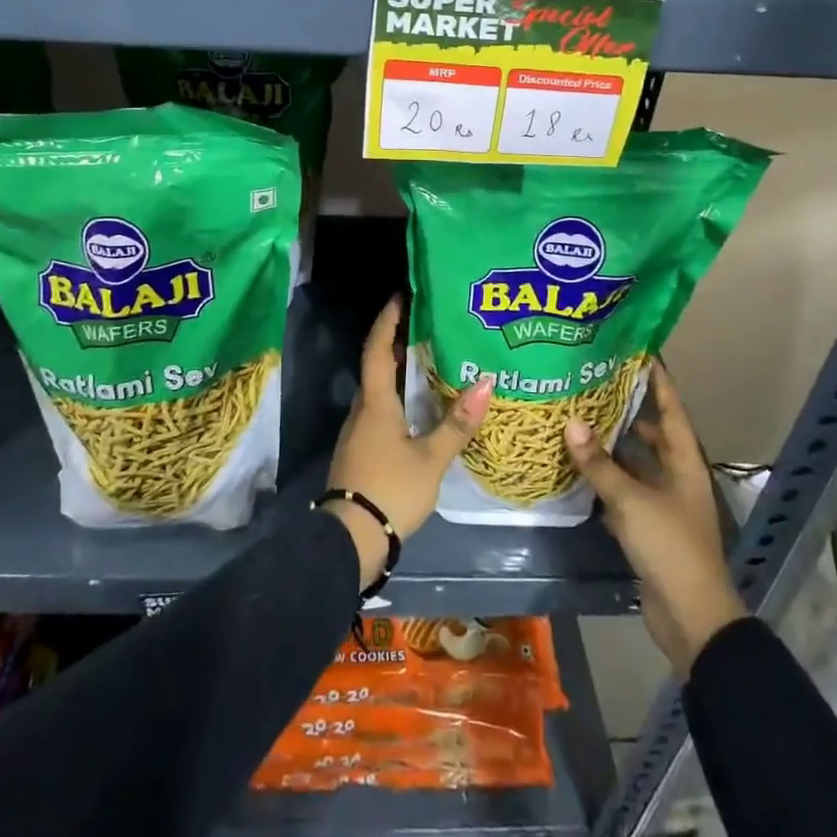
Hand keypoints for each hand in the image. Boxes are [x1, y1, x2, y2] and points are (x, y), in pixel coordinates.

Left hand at [325, 296, 492, 592]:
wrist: (350, 539)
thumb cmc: (391, 490)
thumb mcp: (431, 459)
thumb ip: (457, 423)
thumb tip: (487, 382)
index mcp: (375, 403)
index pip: (378, 349)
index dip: (387, 321)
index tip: (400, 297)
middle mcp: (361, 410)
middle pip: (376, 366)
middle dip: (396, 343)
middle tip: (425, 326)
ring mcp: (356, 432)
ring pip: (377, 390)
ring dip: (396, 371)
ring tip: (427, 361)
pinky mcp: (359, 451)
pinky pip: (377, 411)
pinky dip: (395, 397)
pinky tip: (416, 407)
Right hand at [565, 362, 745, 674]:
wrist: (692, 616)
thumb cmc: (669, 546)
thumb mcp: (630, 500)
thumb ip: (599, 463)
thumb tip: (570, 422)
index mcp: (683, 462)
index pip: (671, 409)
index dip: (658, 381)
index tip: (638, 352)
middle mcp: (676, 476)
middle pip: (651, 434)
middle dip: (625, 411)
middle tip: (591, 385)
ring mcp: (664, 503)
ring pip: (635, 463)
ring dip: (611, 446)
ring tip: (578, 419)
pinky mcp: (649, 527)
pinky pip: (625, 491)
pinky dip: (606, 478)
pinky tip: (579, 467)